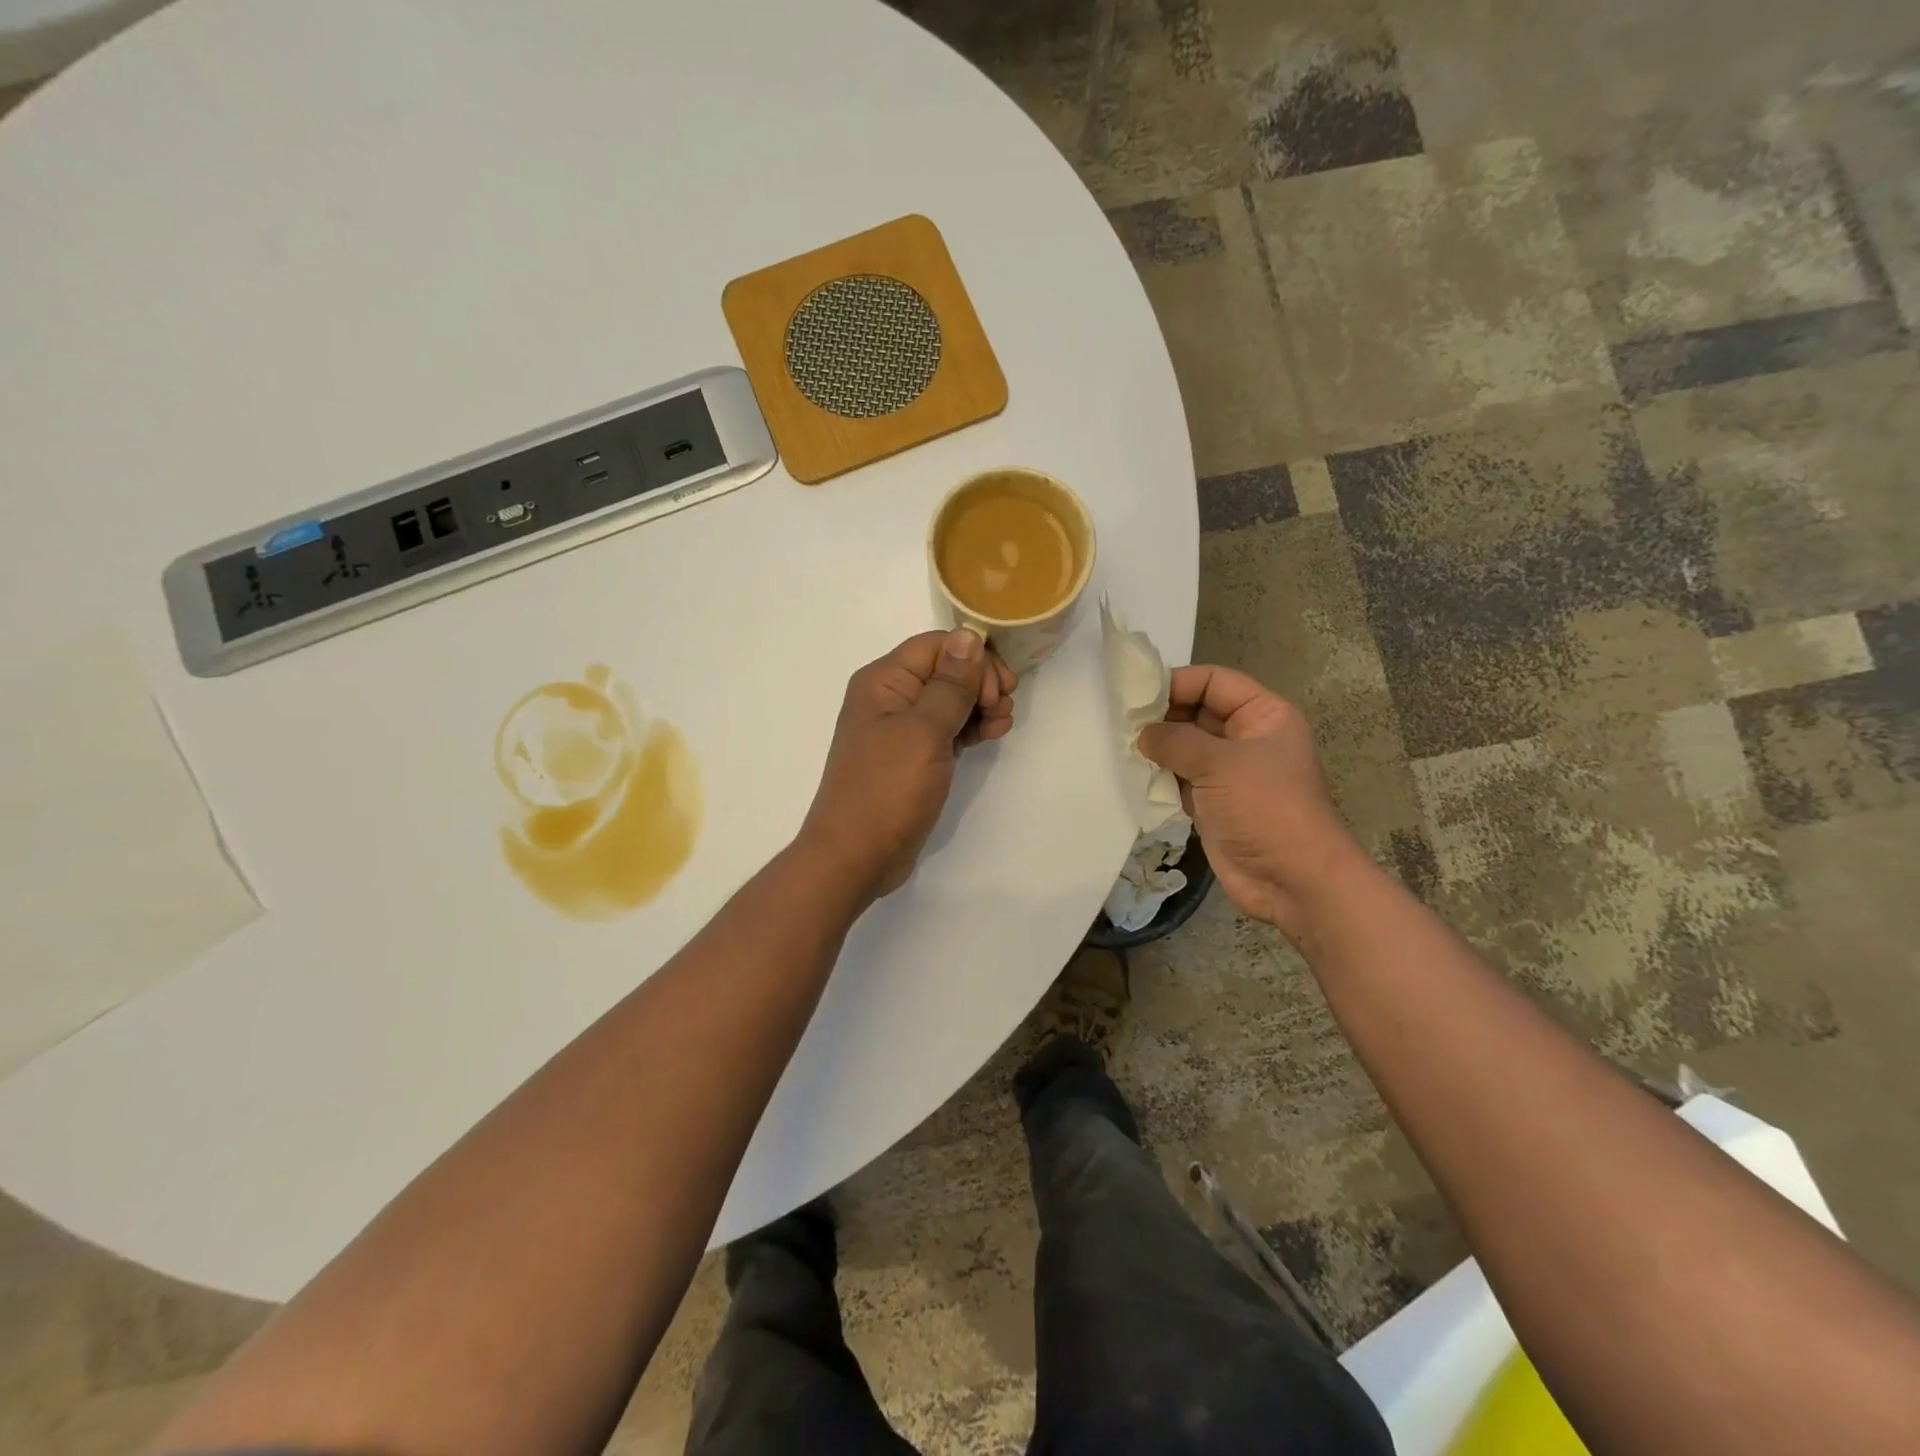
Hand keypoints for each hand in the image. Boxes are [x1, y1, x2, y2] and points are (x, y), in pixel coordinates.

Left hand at [801, 628, 1017, 899]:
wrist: (856, 856)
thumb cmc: (887, 789)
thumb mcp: (923, 732)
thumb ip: (950, 684)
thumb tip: (969, 636)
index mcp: (884, 681)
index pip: (937, 646)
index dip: (972, 659)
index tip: (998, 689)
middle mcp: (891, 698)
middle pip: (946, 670)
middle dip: (981, 682)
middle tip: (1001, 708)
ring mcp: (903, 729)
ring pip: (952, 700)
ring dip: (981, 706)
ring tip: (1001, 725)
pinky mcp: (915, 757)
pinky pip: (949, 728)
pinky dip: (972, 727)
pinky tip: (993, 734)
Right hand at [1137, 665, 1362, 933]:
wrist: (1292, 880)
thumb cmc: (1265, 809)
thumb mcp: (1220, 763)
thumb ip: (1176, 740)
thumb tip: (1143, 733)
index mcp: (1263, 715)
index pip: (1215, 681)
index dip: (1178, 682)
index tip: (1137, 694)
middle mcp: (1246, 738)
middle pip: (1197, 711)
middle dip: (1162, 715)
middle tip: (1120, 721)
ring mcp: (1229, 772)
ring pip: (1185, 746)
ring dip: (1157, 747)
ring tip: (1119, 746)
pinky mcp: (1213, 802)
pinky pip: (1180, 778)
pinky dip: (1159, 776)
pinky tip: (1132, 775)